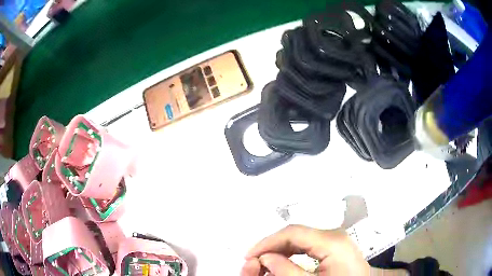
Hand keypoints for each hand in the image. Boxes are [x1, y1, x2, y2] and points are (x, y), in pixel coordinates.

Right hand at [241, 225, 369, 275]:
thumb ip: (287, 271)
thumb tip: (265, 258)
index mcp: (332, 241)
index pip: (292, 232)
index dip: (267, 242)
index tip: (249, 256)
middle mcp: (334, 235)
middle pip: (296, 234)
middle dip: (272, 247)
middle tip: (255, 262)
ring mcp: (336, 240)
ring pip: (301, 239)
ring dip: (281, 250)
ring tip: (266, 263)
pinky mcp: (336, 247)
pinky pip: (309, 245)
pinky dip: (292, 253)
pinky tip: (284, 262)